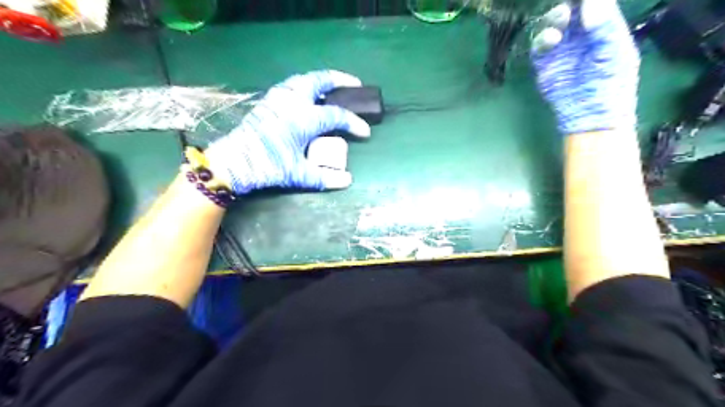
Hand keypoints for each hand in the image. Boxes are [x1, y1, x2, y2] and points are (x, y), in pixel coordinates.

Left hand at [205, 71, 369, 194]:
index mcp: (305, 118)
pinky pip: (292, 85)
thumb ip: (324, 177)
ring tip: (332, 88)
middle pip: (321, 81)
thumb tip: (347, 181)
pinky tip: (308, 96)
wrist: (235, 161)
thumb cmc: (269, 166)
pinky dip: (306, 85)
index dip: (354, 123)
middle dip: (340, 80)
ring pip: (304, 79)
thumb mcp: (298, 174)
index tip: (365, 132)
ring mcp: (279, 98)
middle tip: (354, 84)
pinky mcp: (268, 101)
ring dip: (322, 81)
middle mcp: (293, 101)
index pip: (337, 116)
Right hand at [531, 0, 638, 136]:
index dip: (587, 0)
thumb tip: (590, 0)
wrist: (590, 114)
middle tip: (568, 9)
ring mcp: (560, 51)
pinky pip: (539, 47)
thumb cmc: (611, 84)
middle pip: (570, 12)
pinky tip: (551, 40)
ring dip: (553, 19)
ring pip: (552, 26)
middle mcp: (580, 37)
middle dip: (568, 7)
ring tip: (560, 21)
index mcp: (603, 29)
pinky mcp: (544, 65)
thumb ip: (605, 24)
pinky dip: (542, 40)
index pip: (594, 5)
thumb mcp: (615, 51)